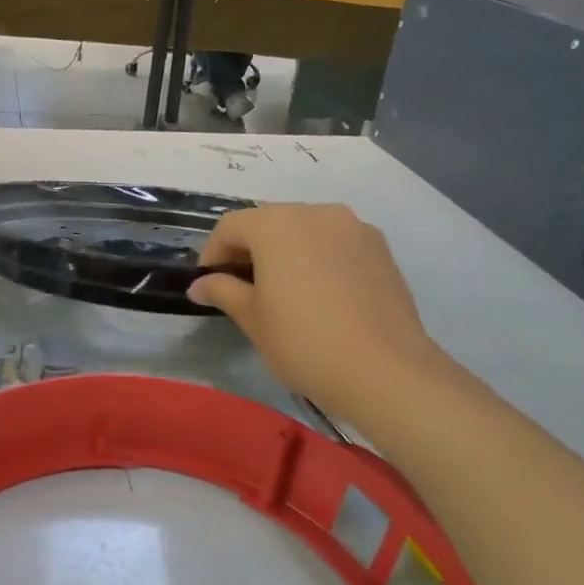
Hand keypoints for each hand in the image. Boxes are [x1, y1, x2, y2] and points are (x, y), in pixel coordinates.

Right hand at [188, 204, 442, 417]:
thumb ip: (222, 291)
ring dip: (285, 253)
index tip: (209, 285)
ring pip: (305, 231)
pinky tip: (320, 296)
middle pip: (269, 222)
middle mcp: (317, 213)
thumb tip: (199, 285)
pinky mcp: (381, 250)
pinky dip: (318, 259)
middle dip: (249, 250)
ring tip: (283, 292)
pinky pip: (335, 244)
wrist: (384, 370)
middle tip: (242, 289)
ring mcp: (355, 229)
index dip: (213, 253)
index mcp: (277, 224)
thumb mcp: (251, 317)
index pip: (231, 226)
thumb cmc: (303, 340)